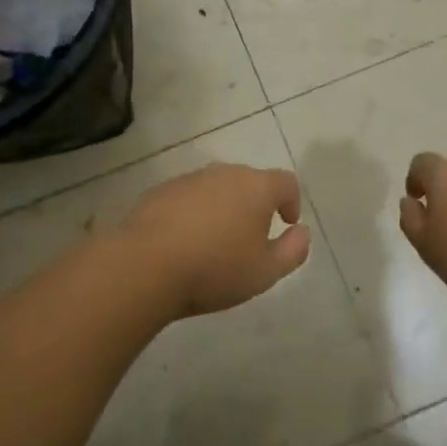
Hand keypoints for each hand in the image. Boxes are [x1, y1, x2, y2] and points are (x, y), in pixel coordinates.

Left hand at [121, 164, 311, 316]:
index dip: (292, 202)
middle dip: (255, 205)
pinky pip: (188, 198)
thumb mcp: (265, 272)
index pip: (286, 182)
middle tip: (251, 239)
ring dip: (223, 208)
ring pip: (217, 188)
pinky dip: (193, 213)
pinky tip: (184, 242)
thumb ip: (292, 250)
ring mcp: (189, 179)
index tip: (286, 224)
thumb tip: (301, 232)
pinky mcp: (161, 191)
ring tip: (215, 243)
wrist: (145, 265)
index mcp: (256, 187)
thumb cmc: (215, 269)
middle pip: (250, 182)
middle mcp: (224, 173)